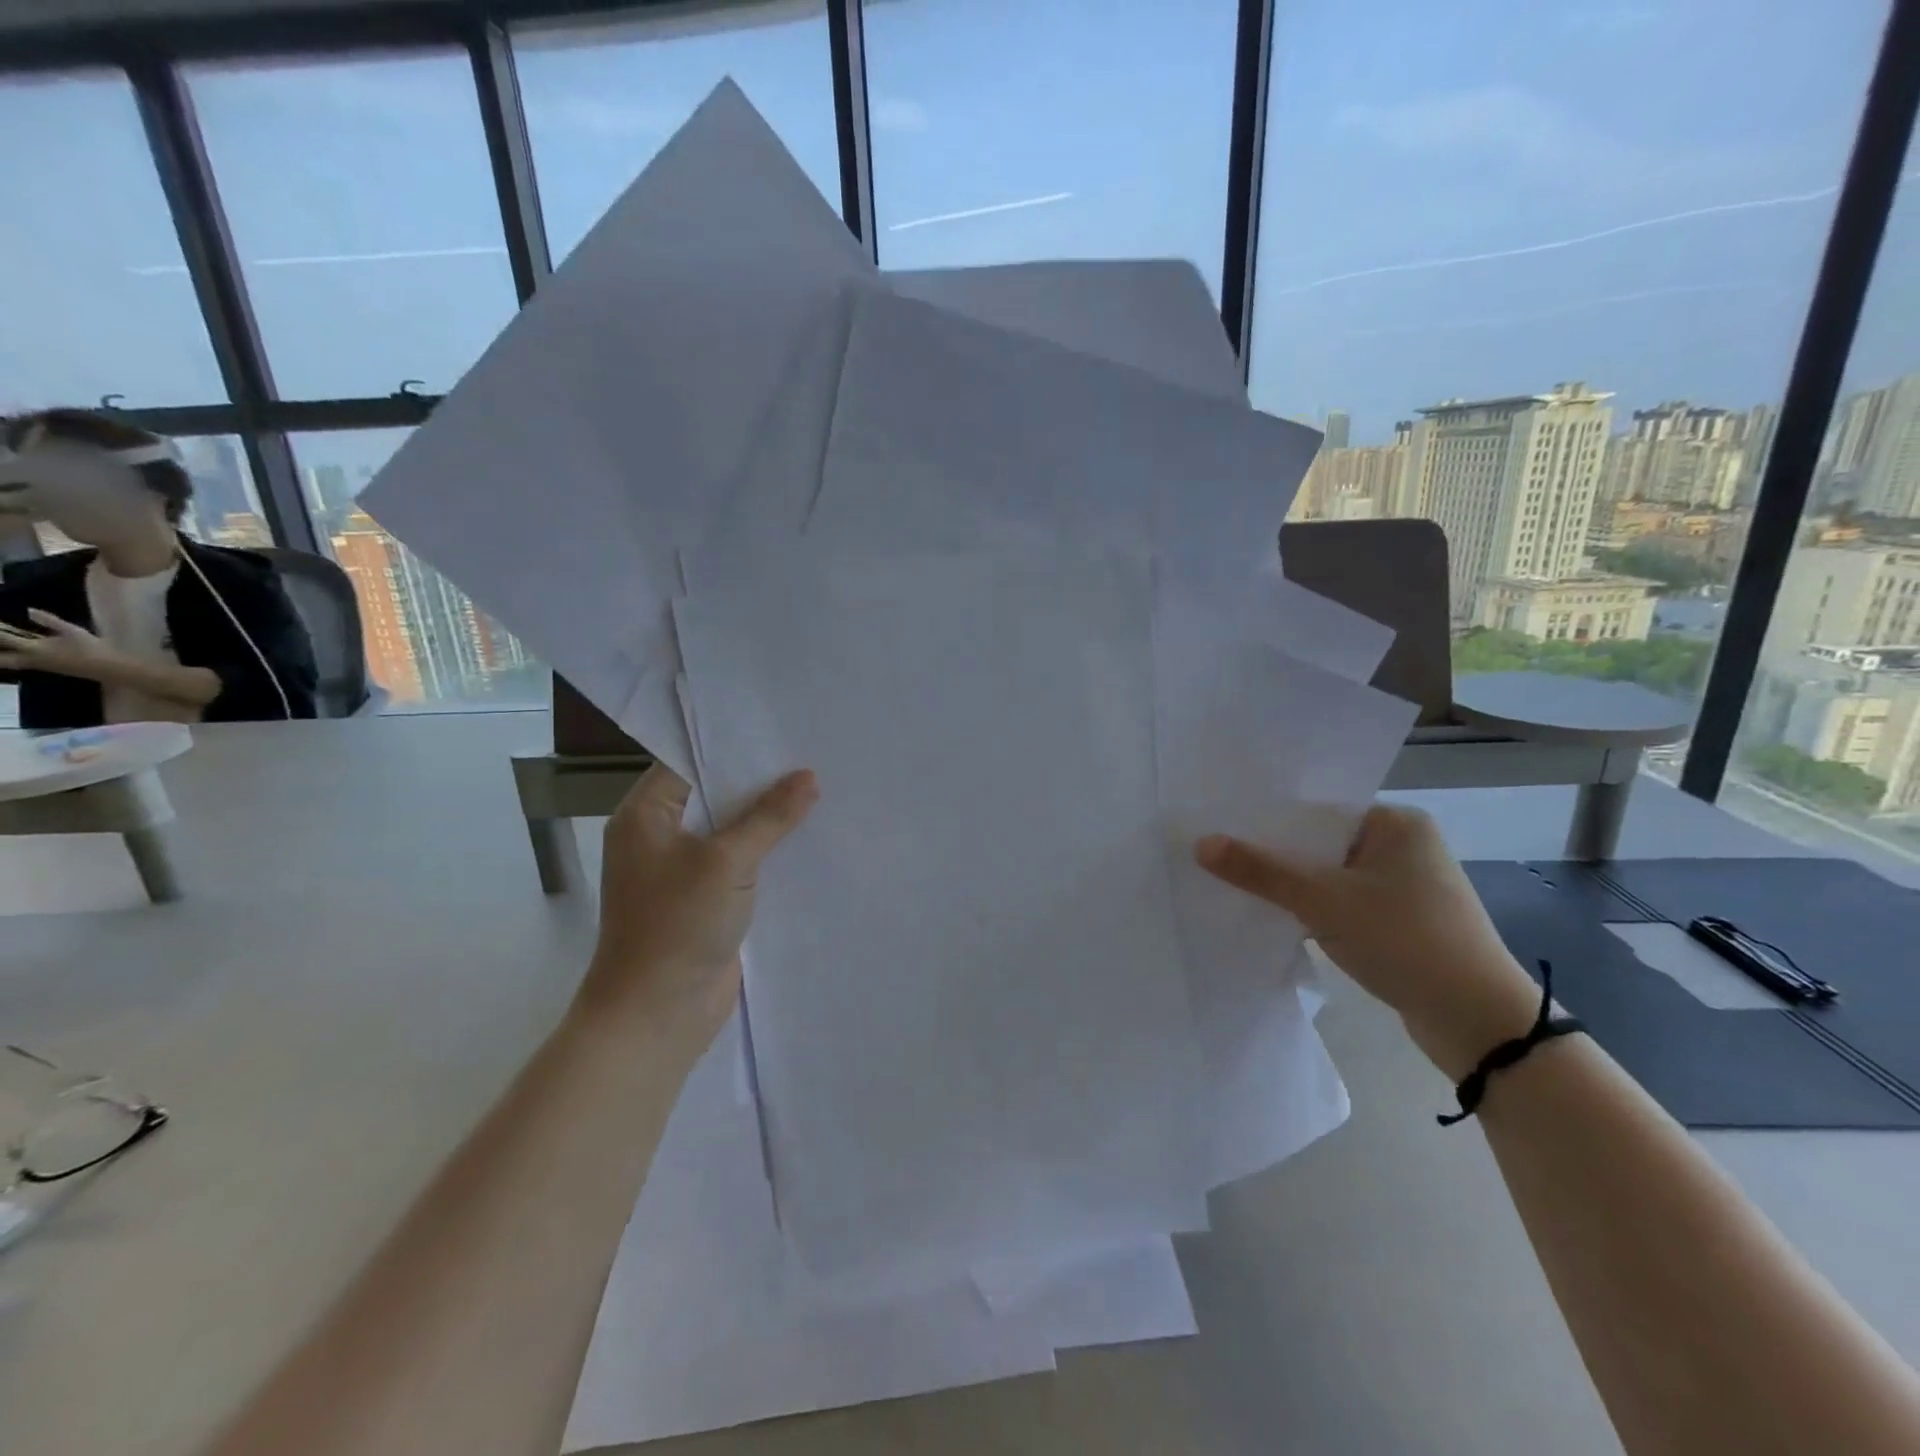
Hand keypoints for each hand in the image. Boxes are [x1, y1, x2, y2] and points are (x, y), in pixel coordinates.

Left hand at [0, 609, 118, 679]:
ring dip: (3, 655)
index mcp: (33, 648)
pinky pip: (20, 663)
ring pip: (7, 662)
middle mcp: (29, 658)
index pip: (2, 638)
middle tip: (1, 637)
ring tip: (6, 646)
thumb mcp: (73, 631)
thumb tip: (29, 611)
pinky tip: (18, 651)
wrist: (108, 668)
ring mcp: (38, 665)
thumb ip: (50, 621)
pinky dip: (12, 657)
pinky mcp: (47, 668)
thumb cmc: (92, 648)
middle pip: (0, 658)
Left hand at [574, 762, 817, 1053]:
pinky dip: (769, 851)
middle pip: (714, 794)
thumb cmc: (677, 926)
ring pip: (731, 830)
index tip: (779, 728)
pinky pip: (741, 862)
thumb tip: (808, 776)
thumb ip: (769, 817)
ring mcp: (684, 869)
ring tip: (819, 788)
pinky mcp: (707, 898)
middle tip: (810, 754)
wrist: (657, 1014)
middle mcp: (661, 835)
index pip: (688, 761)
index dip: (733, 745)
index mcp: (646, 815)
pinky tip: (808, 837)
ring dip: (768, 818)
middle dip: (759, 780)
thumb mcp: (726, 862)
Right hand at [1196, 805, 1540, 1077]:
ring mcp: (1404, 886)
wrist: (1478, 1022)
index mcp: (1395, 822)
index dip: (1268, 817)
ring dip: (1292, 885)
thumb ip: (1261, 871)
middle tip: (1218, 855)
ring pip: (1329, 875)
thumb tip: (1200, 843)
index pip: (1317, 809)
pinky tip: (1275, 917)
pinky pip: (1343, 902)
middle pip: (1320, 842)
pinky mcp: (1401, 921)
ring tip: (1235, 885)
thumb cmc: (1404, 941)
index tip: (1221, 824)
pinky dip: (1313, 909)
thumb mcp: (1323, 901)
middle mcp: (1403, 845)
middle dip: (1274, 854)